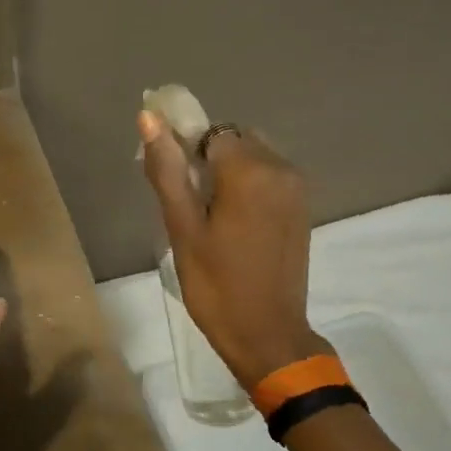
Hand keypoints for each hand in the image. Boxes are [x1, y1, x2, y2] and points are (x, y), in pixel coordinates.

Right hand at [139, 112, 330, 389]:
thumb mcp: (182, 228)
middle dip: (205, 159)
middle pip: (232, 140)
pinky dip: (245, 186)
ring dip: (226, 172)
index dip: (182, 150)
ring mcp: (296, 188)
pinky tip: (231, 222)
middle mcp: (281, 168)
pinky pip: (268, 176)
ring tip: (206, 215)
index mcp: (250, 171)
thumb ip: (166, 170)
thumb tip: (149, 117)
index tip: (169, 183)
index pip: (208, 132)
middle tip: (185, 203)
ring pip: (251, 156)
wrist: (267, 334)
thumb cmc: (215, 285)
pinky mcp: (301, 206)